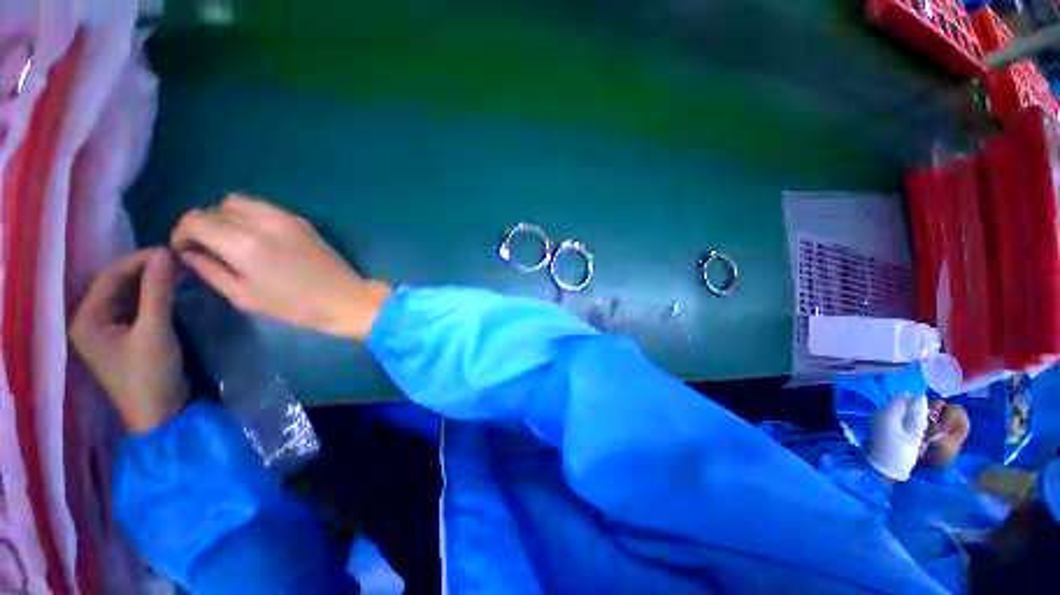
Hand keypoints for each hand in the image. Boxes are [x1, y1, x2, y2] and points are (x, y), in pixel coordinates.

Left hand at [70, 249, 188, 433]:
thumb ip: (158, 292)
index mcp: (87, 319)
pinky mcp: (124, 338)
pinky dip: (152, 297)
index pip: (110, 277)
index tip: (170, 251)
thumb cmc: (150, 375)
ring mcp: (107, 331)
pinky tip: (170, 292)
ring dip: (150, 283)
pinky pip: (135, 308)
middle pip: (116, 285)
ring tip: (177, 273)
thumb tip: (166, 254)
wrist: (161, 415)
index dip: (138, 260)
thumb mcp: (155, 332)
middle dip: (145, 270)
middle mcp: (91, 321)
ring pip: (127, 295)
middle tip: (177, 261)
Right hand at [170, 195, 391, 340]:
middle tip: (207, 248)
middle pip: (215, 208)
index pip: (195, 219)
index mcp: (243, 243)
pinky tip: (255, 236)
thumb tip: (188, 253)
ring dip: (225, 216)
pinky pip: (263, 206)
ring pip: (238, 201)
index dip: (181, 233)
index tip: (185, 250)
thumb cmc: (294, 306)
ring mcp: (285, 217)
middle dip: (203, 225)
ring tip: (230, 241)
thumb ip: (210, 270)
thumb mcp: (244, 295)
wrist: (345, 298)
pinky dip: (249, 215)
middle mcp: (261, 222)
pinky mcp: (301, 220)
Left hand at [864, 393, 928, 481]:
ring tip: (915, 435)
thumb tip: (920, 397)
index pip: (903, 397)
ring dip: (907, 420)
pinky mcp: (876, 427)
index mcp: (887, 412)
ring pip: (897, 413)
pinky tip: (906, 437)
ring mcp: (876, 419)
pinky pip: (892, 420)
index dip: (916, 403)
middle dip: (913, 412)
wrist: (879, 469)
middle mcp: (879, 412)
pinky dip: (901, 425)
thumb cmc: (898, 454)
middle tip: (921, 428)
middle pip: (900, 405)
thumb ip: (917, 415)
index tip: (926, 415)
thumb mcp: (913, 435)